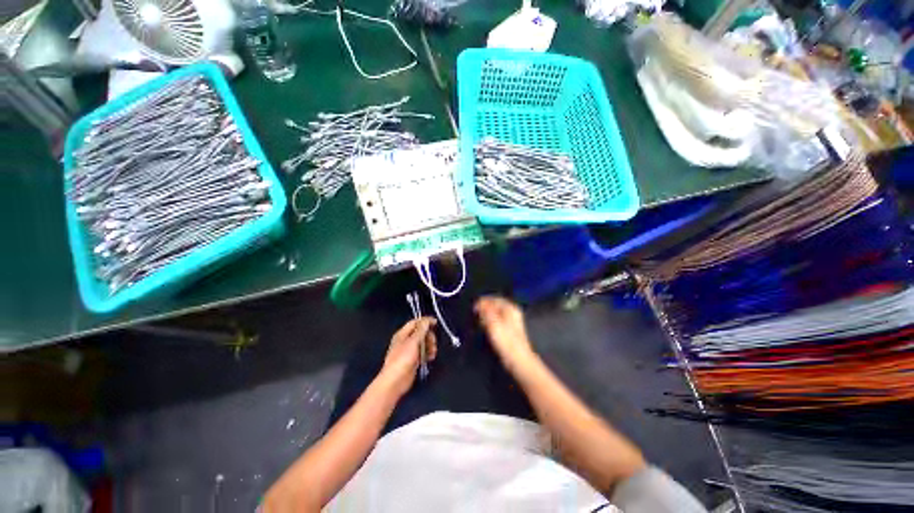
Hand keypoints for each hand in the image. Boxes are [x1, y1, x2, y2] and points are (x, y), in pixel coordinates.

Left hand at [379, 317, 437, 396]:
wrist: (395, 382)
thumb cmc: (402, 359)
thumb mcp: (413, 342)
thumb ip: (421, 330)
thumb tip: (427, 320)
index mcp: (402, 334)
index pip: (415, 322)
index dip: (426, 321)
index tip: (436, 323)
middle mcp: (406, 340)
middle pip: (421, 333)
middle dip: (429, 336)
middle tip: (433, 343)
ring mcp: (409, 351)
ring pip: (423, 343)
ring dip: (430, 346)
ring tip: (433, 352)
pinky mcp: (413, 360)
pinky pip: (423, 352)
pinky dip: (428, 353)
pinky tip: (431, 358)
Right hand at [475, 296, 535, 369]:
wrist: (518, 360)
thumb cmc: (506, 341)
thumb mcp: (493, 323)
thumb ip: (485, 310)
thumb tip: (478, 302)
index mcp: (510, 307)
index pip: (493, 298)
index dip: (482, 301)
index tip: (472, 307)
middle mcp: (512, 311)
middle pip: (495, 305)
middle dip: (484, 307)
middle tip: (474, 313)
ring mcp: (511, 321)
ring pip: (495, 313)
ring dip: (486, 315)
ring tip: (477, 319)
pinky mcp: (509, 330)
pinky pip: (497, 320)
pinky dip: (489, 321)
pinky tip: (484, 327)